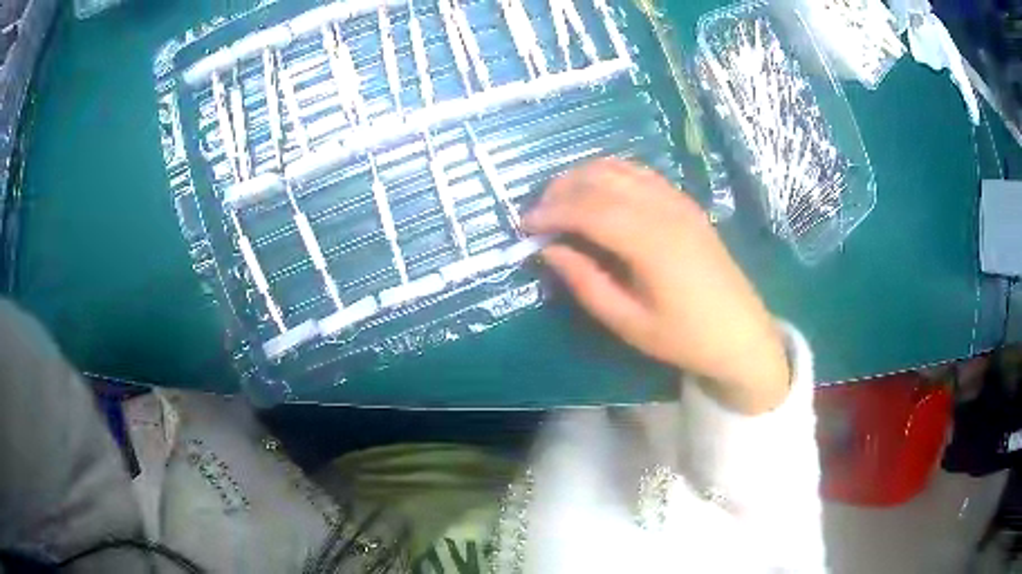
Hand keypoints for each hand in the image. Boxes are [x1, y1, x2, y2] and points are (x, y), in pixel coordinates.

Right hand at [523, 159, 789, 413]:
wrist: (741, 334)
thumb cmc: (685, 337)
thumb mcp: (629, 322)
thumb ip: (586, 282)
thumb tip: (550, 250)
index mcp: (651, 241)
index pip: (588, 209)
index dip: (551, 213)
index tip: (524, 226)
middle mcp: (664, 208)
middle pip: (600, 179)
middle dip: (561, 190)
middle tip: (539, 215)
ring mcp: (678, 200)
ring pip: (619, 168)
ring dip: (583, 177)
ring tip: (562, 203)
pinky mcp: (685, 203)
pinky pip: (640, 174)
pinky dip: (610, 175)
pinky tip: (598, 196)